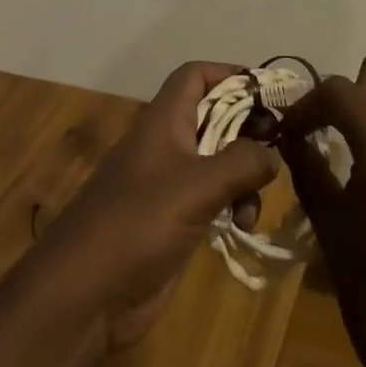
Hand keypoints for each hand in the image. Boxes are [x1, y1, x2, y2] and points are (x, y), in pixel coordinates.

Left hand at [27, 62, 279, 347]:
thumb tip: (271, 153)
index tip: (267, 91)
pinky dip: (233, 205)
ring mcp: (169, 184)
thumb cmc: (138, 223)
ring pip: (218, 161)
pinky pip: (212, 198)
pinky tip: (241, 226)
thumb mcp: (197, 185)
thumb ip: (241, 162)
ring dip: (244, 174)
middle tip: (279, 144)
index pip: (195, 76)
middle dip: (247, 128)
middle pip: (213, 117)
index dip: (229, 74)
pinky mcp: (173, 221)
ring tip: (256, 200)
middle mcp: (166, 145)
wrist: (86, 293)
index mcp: (164, 121)